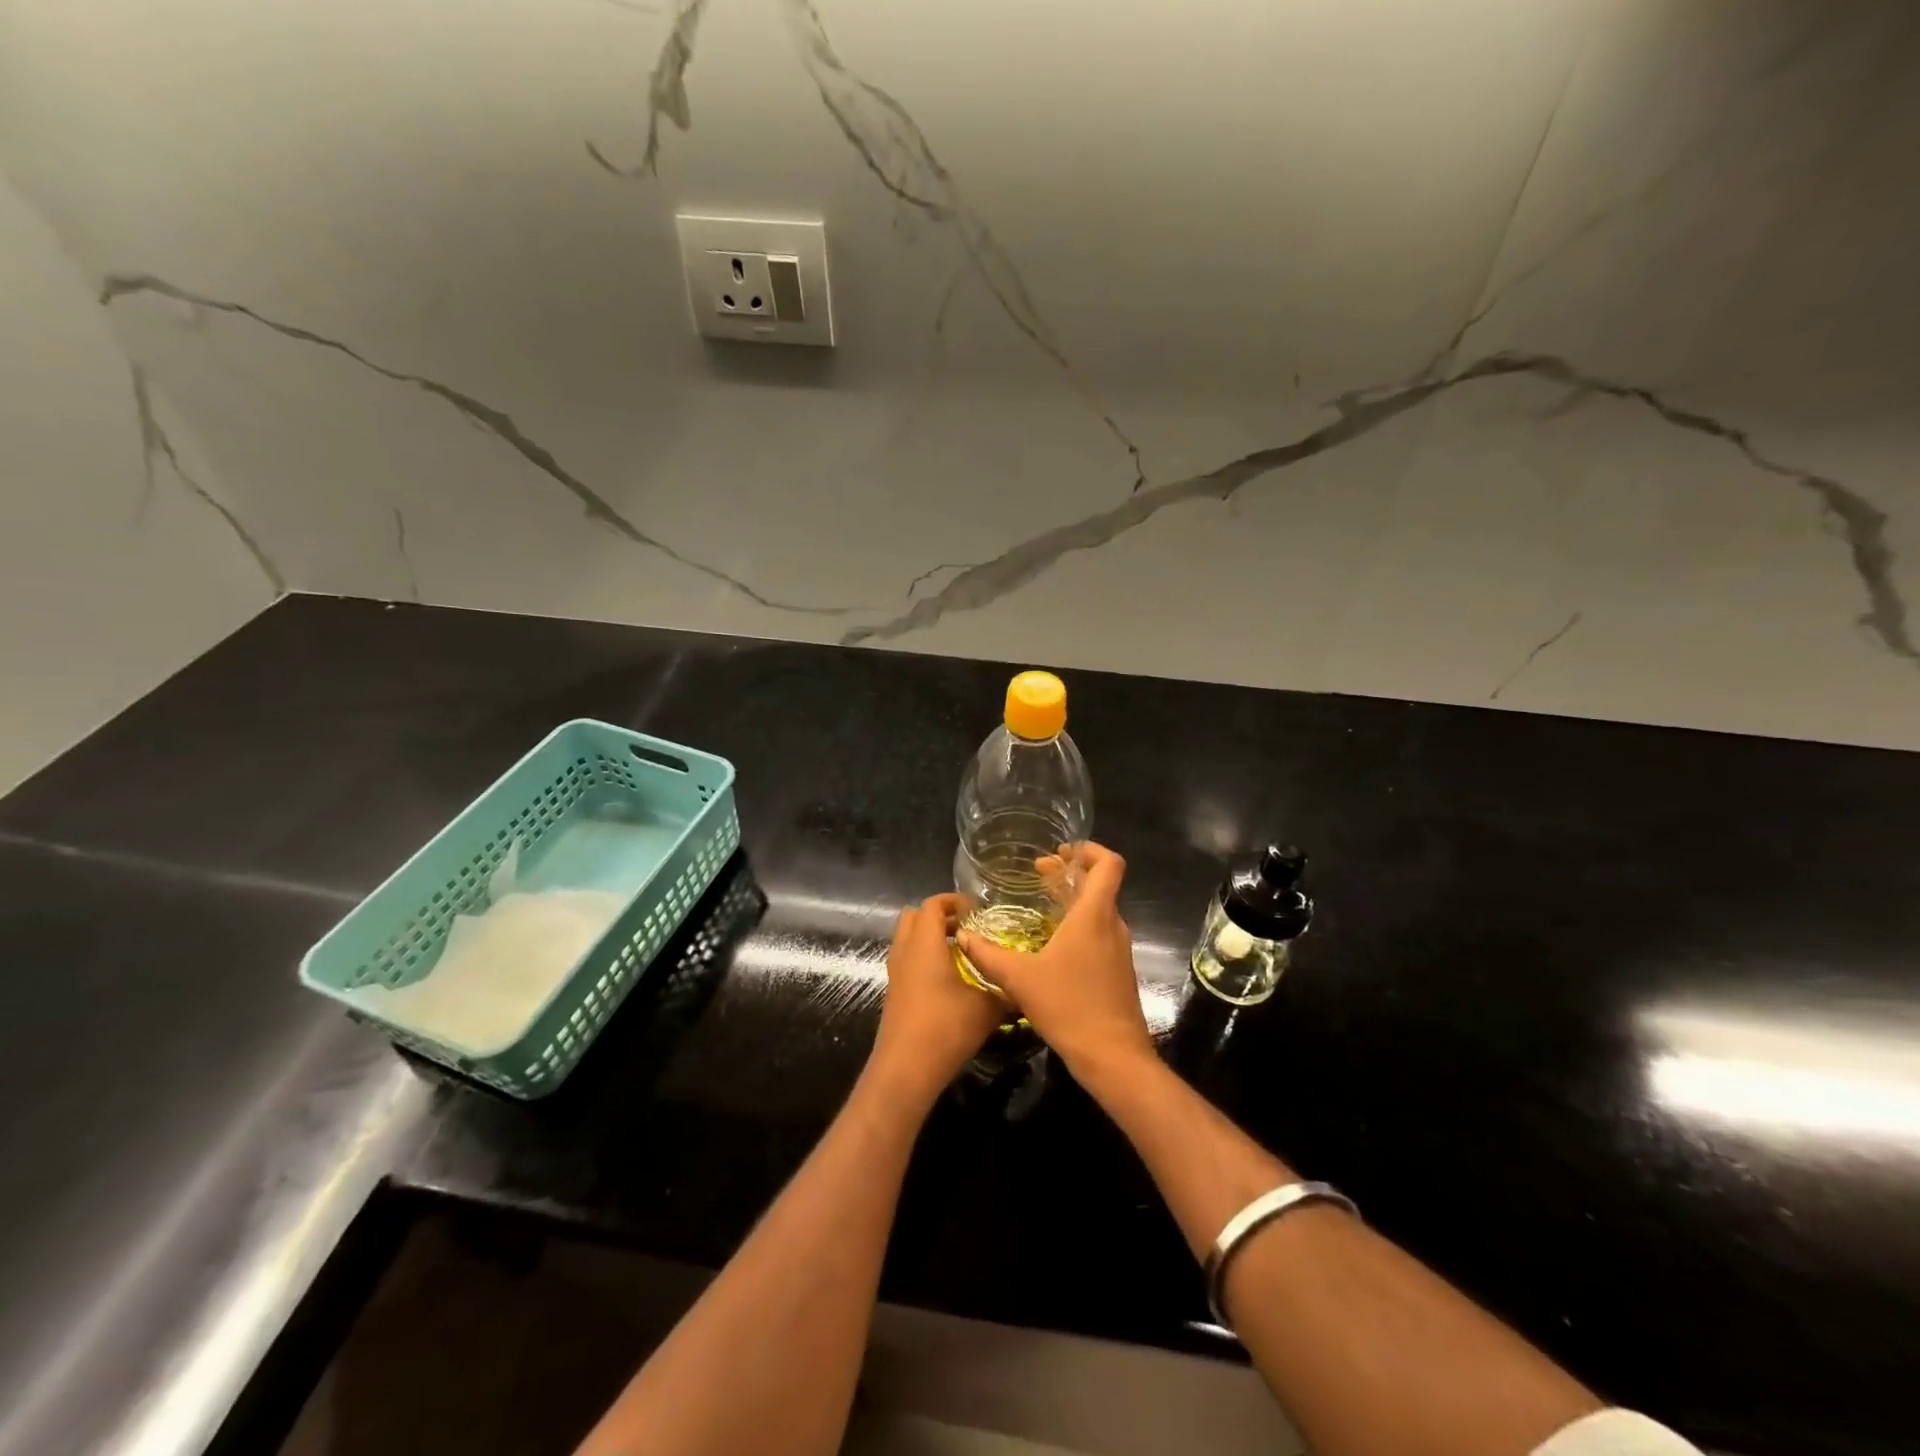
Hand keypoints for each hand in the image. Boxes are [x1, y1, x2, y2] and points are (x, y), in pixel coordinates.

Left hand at [870, 892, 1003, 1101]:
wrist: (905, 1070)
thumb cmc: (945, 1028)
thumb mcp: (986, 1008)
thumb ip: (1005, 990)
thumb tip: (1024, 986)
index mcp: (925, 943)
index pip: (933, 904)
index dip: (954, 901)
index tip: (977, 910)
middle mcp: (905, 951)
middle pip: (914, 916)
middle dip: (939, 916)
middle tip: (967, 928)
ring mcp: (895, 973)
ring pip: (908, 939)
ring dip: (931, 938)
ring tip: (961, 954)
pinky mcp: (894, 993)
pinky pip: (907, 961)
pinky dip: (925, 959)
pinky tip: (949, 981)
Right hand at [956, 842, 1153, 1080]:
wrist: (1113, 1056)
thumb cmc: (1069, 1006)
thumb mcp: (1019, 979)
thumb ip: (988, 955)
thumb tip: (962, 935)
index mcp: (1094, 915)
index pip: (1109, 864)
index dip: (1089, 850)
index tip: (1061, 852)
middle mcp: (1112, 925)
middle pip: (1100, 884)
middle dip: (1070, 873)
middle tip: (1039, 872)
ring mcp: (1119, 949)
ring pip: (1100, 910)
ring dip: (1074, 900)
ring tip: (1043, 904)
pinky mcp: (1118, 970)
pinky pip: (1101, 932)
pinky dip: (1080, 924)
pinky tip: (1053, 943)